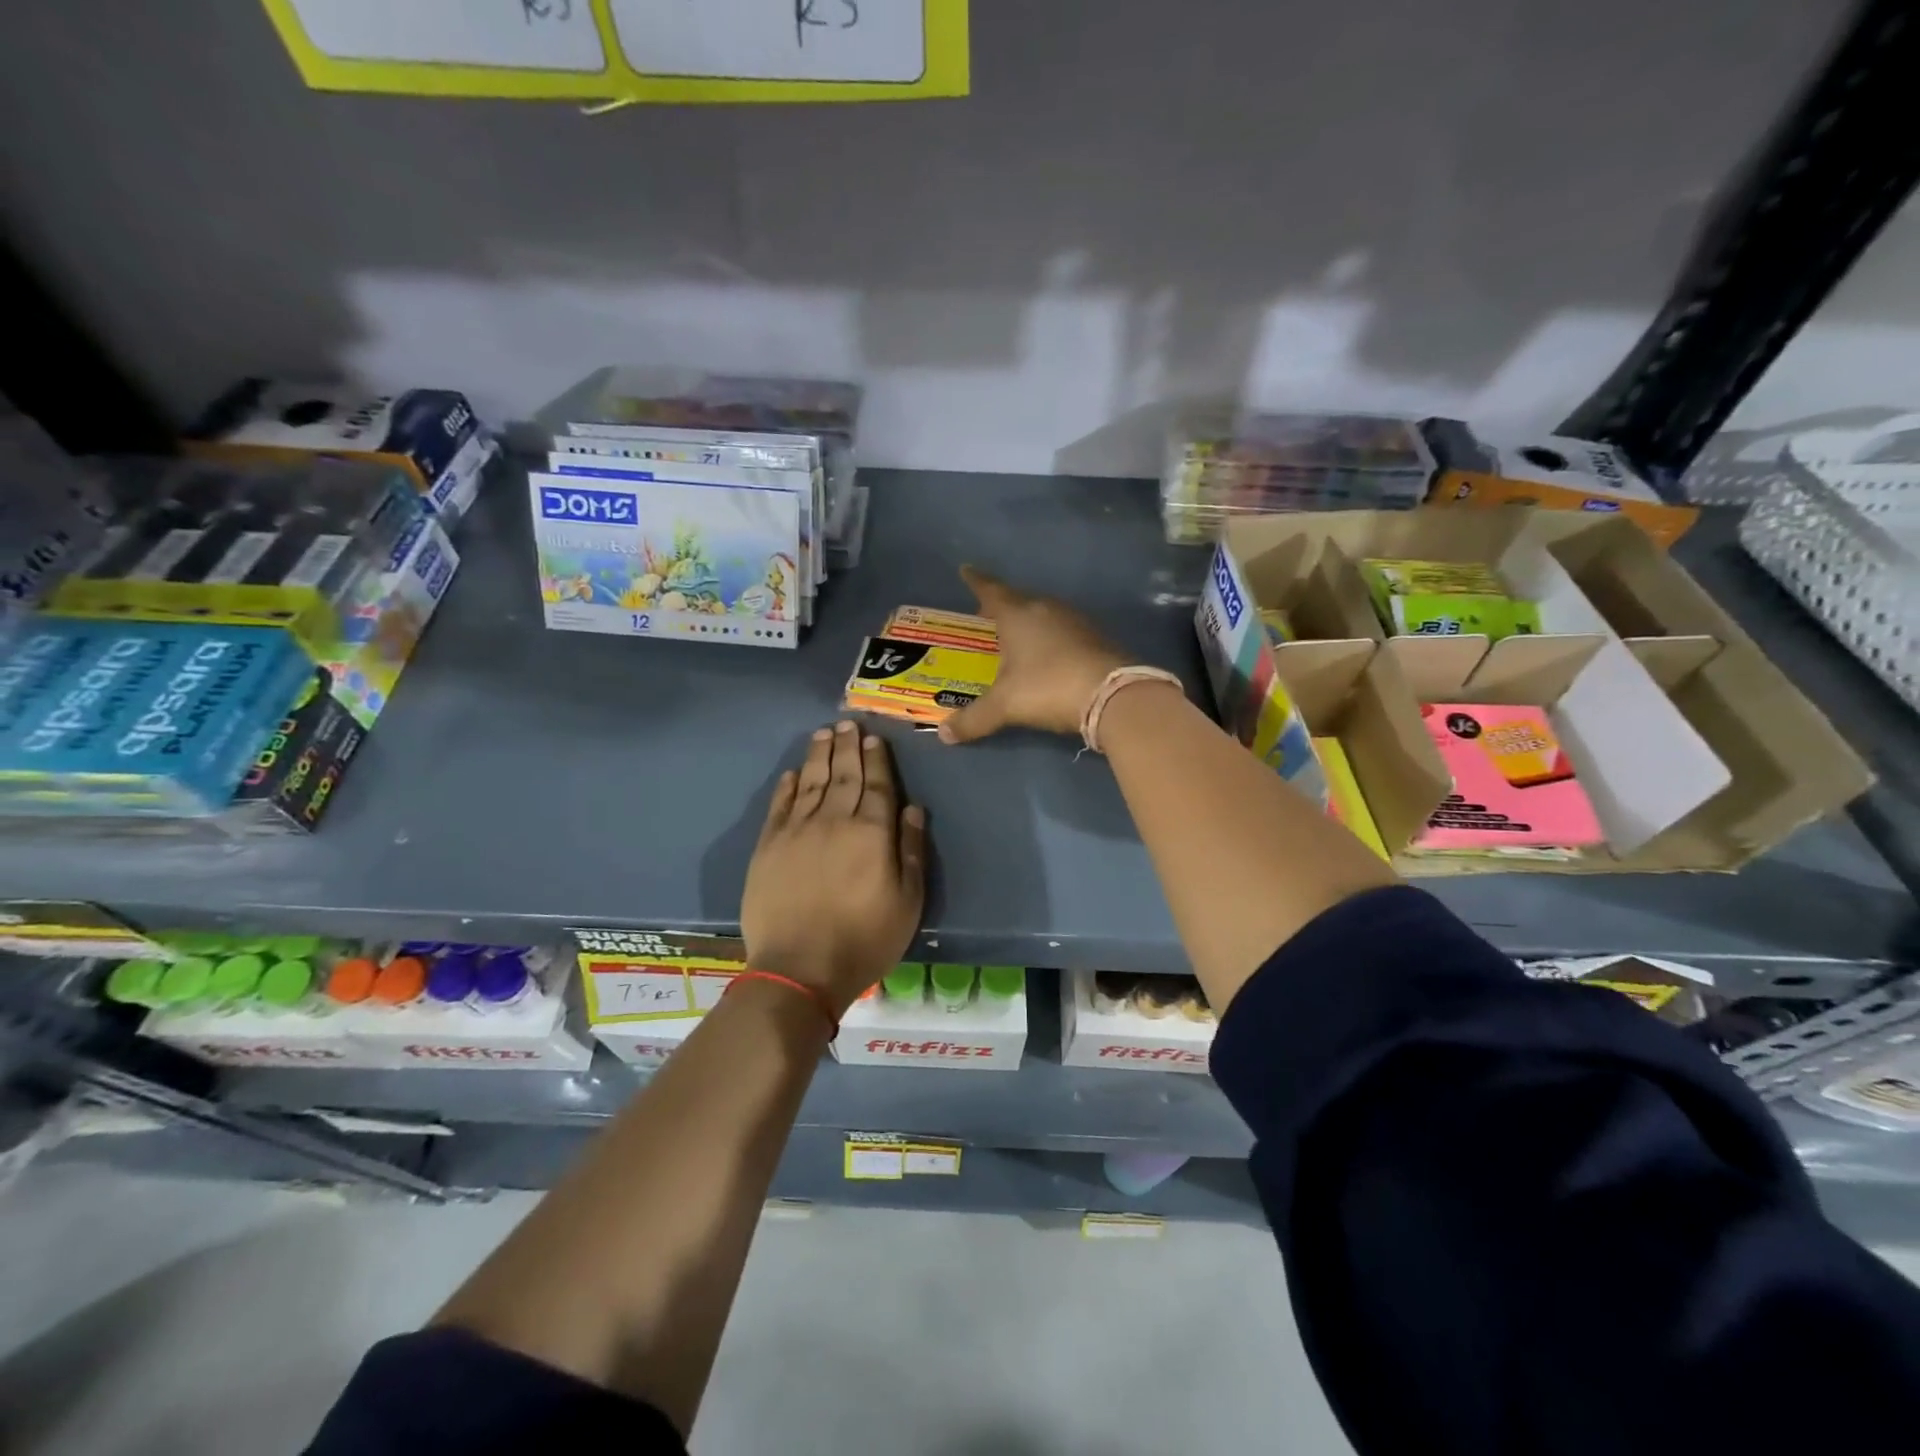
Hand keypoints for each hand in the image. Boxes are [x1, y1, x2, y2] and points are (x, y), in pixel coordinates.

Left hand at [741, 721, 926, 1015]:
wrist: (800, 969)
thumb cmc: (865, 940)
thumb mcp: (908, 901)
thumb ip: (911, 850)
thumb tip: (912, 808)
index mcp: (871, 833)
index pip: (877, 785)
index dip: (877, 760)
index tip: (874, 738)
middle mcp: (834, 821)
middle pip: (843, 775)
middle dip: (848, 747)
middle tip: (848, 723)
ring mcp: (797, 831)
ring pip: (810, 782)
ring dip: (819, 755)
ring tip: (824, 734)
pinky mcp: (768, 846)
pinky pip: (779, 806)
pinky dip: (787, 786)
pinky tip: (792, 772)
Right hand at [939, 565, 1130, 743]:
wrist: (1113, 694)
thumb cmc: (1048, 687)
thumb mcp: (1005, 706)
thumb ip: (973, 719)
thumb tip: (943, 734)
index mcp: (1017, 614)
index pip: (991, 590)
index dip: (976, 581)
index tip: (966, 570)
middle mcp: (1045, 609)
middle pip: (1018, 600)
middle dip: (1002, 606)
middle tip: (987, 615)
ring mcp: (1075, 621)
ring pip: (1043, 614)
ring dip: (1029, 621)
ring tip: (1016, 637)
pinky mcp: (1096, 637)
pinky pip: (1063, 630)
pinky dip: (1050, 637)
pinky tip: (1049, 654)